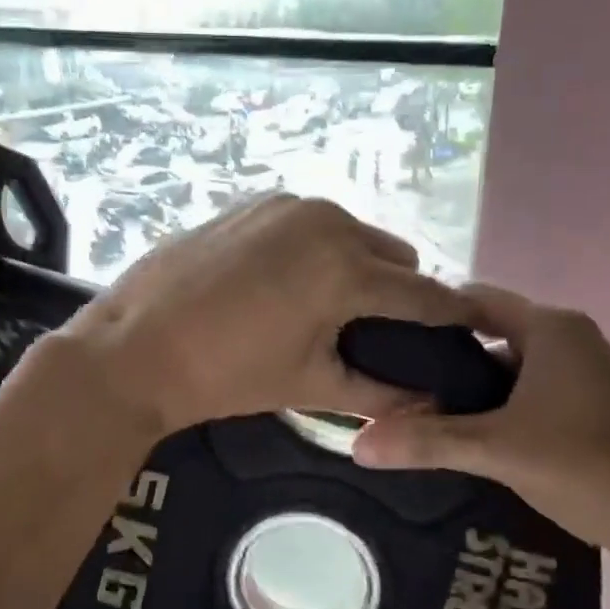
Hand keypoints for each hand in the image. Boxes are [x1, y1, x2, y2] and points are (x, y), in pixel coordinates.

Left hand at [62, 195, 470, 433]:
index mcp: (346, 268)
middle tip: (379, 333)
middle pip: (394, 257)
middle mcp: (326, 221)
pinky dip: (317, 250)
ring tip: (329, 310)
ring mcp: (286, 205)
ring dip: (358, 268)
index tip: (475, 330)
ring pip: (353, 234)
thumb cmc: (226, 375)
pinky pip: (310, 224)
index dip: (455, 316)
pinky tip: (286, 284)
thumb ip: (378, 392)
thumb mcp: (309, 385)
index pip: (424, 294)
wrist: (134, 347)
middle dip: (400, 293)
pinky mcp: (253, 203)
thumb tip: (429, 405)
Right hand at [352, 285, 609, 561]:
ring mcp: (589, 378)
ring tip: (424, 417)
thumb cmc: (587, 466)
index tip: (388, 341)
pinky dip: (501, 412)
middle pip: (491, 336)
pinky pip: (534, 397)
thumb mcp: (496, 450)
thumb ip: (426, 442)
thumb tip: (355, 444)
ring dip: (473, 393)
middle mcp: (572, 342)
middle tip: (397, 386)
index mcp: (552, 329)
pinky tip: (473, 442)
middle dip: (446, 362)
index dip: (430, 316)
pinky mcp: (596, 412)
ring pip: (512, 372)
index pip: (475, 299)